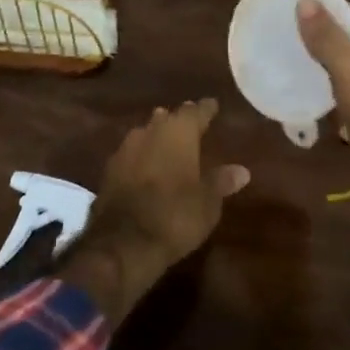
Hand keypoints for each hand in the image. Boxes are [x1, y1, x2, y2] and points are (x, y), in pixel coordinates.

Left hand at [66, 98, 249, 319]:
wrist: (122, 244)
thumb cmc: (175, 216)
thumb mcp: (208, 203)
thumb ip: (221, 182)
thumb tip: (242, 170)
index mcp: (178, 133)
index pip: (196, 112)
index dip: (206, 109)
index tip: (213, 105)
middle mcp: (149, 133)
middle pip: (166, 118)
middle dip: (178, 121)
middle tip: (191, 124)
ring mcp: (124, 151)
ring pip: (145, 134)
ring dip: (157, 138)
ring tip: (169, 144)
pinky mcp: (108, 172)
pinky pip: (131, 155)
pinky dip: (142, 158)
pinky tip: (147, 168)